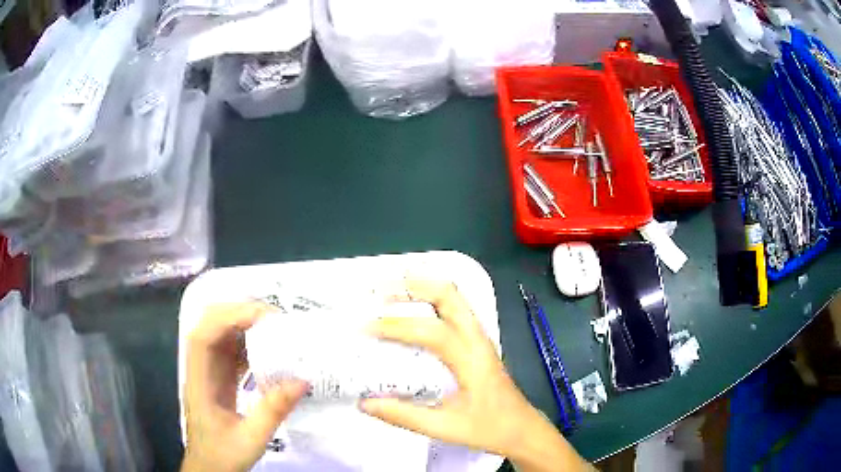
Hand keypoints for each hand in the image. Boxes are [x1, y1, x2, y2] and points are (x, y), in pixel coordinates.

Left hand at [182, 303, 308, 471]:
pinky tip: (268, 350)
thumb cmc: (222, 454)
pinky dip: (249, 343)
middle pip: (210, 323)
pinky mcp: (218, 377)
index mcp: (200, 380)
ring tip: (276, 328)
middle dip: (239, 311)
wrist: (209, 468)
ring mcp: (208, 370)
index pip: (205, 334)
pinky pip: (230, 349)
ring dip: (245, 323)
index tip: (265, 317)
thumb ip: (274, 410)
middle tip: (275, 318)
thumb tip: (303, 380)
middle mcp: (200, 367)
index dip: (231, 316)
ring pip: (220, 332)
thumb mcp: (252, 438)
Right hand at [360, 279, 589, 471]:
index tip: (366, 328)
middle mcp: (477, 340)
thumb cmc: (489, 429)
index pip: (432, 331)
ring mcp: (480, 338)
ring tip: (391, 290)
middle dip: (414, 286)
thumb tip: (365, 403)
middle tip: (380, 290)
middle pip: (450, 295)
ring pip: (455, 298)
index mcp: (472, 360)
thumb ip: (405, 416)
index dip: (397, 326)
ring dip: (423, 288)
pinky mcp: (478, 342)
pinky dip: (432, 299)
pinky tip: (414, 307)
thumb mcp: (445, 428)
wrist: (522, 429)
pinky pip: (456, 309)